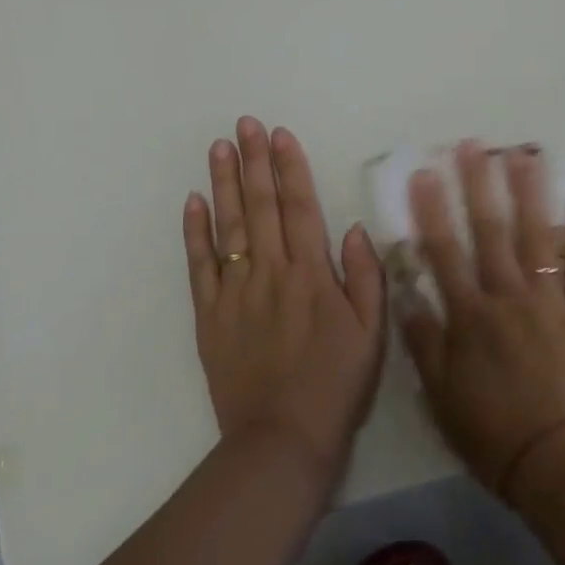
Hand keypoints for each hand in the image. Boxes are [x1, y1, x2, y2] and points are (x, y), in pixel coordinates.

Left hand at [184, 118, 385, 478]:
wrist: (282, 439)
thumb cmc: (335, 385)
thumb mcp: (371, 334)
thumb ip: (365, 277)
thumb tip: (353, 228)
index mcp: (312, 275)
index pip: (299, 208)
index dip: (290, 168)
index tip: (280, 135)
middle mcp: (271, 274)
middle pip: (260, 207)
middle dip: (254, 162)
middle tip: (244, 125)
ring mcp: (235, 293)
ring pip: (228, 227)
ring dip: (224, 184)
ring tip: (219, 148)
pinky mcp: (209, 317)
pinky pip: (199, 267)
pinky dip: (195, 233)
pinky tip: (193, 203)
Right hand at [400, 140, 564, 498]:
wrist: (558, 462)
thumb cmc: (493, 433)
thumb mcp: (441, 396)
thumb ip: (424, 344)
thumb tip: (407, 296)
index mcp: (470, 317)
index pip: (444, 253)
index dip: (431, 211)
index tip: (424, 173)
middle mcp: (507, 298)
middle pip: (490, 232)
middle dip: (478, 186)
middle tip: (472, 146)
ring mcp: (550, 302)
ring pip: (538, 237)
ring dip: (530, 193)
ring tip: (524, 154)